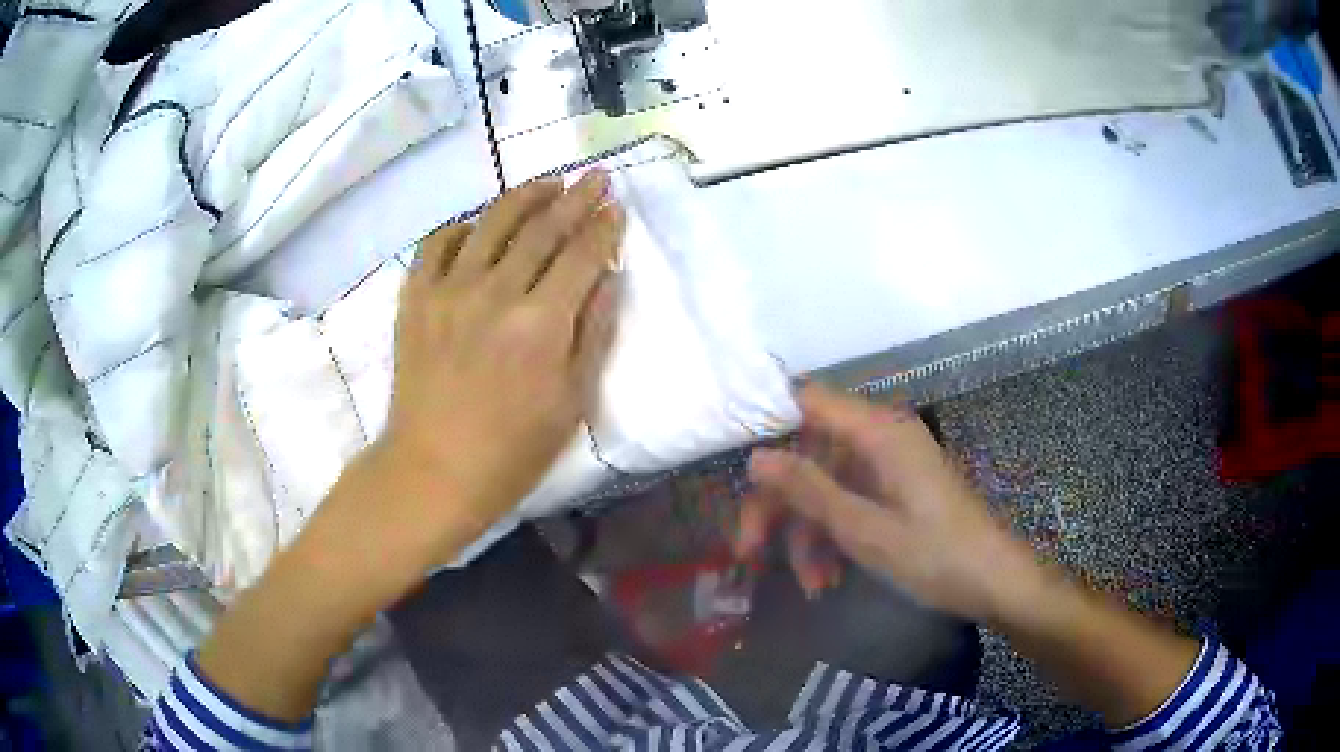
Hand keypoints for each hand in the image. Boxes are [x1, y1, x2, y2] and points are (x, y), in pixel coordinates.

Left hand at [332, 172, 623, 574]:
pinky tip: (478, 225)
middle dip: (575, 197)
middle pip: (542, 228)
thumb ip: (595, 333)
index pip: (581, 254)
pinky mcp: (415, 298)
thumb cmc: (512, 450)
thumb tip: (607, 277)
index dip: (603, 226)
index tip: (616, 205)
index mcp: (540, 323)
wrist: (434, 470)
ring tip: (546, 184)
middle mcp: (494, 292)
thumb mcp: (572, 402)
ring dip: (524, 196)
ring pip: (491, 222)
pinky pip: (437, 243)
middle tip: (593, 176)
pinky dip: (462, 225)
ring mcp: (448, 290)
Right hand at [735, 384, 1038, 622]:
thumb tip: (755, 457)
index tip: (733, 466)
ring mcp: (889, 466)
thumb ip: (809, 490)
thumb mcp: (865, 529)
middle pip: (809, 454)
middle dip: (779, 504)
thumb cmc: (935, 556)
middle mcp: (881, 439)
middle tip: (749, 551)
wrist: (995, 582)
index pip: (806, 401)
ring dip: (808, 534)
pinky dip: (834, 537)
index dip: (766, 425)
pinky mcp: (896, 491)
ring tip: (809, 584)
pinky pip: (851, 503)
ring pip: (826, 486)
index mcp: (878, 432)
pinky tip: (828, 578)